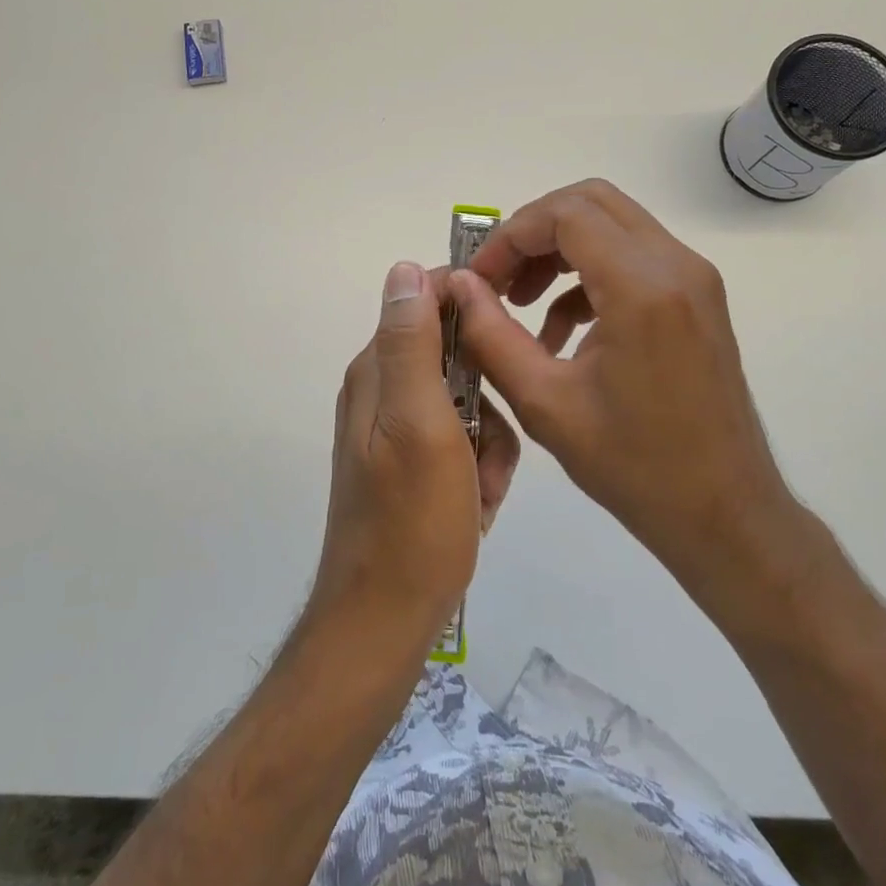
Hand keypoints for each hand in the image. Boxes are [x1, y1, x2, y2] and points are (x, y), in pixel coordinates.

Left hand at [310, 262, 519, 657]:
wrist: (386, 618)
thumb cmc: (412, 521)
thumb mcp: (419, 422)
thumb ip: (410, 344)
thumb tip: (404, 267)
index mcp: (377, 370)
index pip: (426, 300)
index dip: (471, 308)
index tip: (508, 336)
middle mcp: (382, 390)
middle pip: (455, 356)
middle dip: (488, 397)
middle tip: (489, 444)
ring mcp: (397, 429)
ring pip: (469, 403)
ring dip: (489, 443)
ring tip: (482, 488)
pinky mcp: (413, 464)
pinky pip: (463, 443)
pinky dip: (479, 469)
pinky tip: (477, 505)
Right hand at [446, 180, 797, 583]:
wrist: (726, 514)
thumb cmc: (635, 467)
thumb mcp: (544, 403)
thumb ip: (489, 334)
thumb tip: (456, 285)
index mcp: (642, 287)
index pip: (564, 214)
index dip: (510, 236)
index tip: (480, 279)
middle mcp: (676, 265)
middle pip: (589, 202)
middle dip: (533, 232)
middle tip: (499, 280)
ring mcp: (693, 278)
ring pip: (611, 223)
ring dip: (559, 250)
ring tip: (521, 302)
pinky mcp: (696, 297)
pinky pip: (632, 256)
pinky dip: (588, 275)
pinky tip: (560, 331)